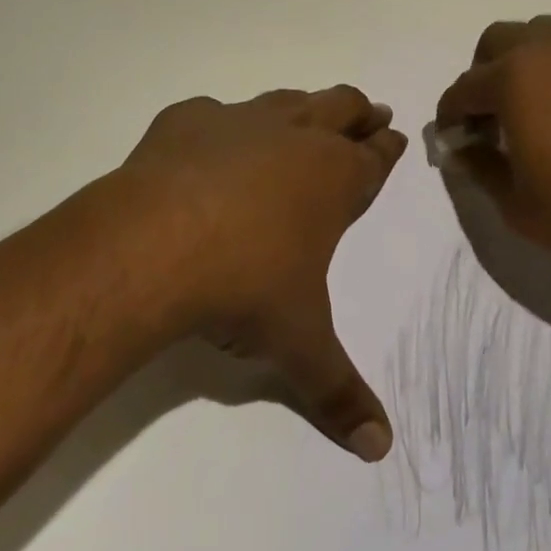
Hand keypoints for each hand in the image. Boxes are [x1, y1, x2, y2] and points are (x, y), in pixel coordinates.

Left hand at [101, 87, 406, 461]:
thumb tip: (380, 449)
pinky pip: (213, 113)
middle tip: (370, 113)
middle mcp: (294, 136)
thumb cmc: (244, 287)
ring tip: (306, 116)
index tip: (396, 136)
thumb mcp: (298, 345)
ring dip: (301, 108)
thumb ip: (338, 392)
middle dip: (359, 112)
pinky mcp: (188, 120)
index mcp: (333, 178)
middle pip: (341, 107)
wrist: (154, 244)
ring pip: (286, 101)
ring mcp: (240, 121)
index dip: (389, 148)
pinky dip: (220, 127)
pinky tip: (209, 145)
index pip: (375, 157)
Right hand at [434, 17, 550, 289]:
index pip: (464, 88)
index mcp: (515, 78)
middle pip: (498, 40)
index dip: (451, 116)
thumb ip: (480, 167)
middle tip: (494, 116)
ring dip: (528, 62)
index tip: (455, 140)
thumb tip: (465, 147)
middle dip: (484, 73)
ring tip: (541, 107)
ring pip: (545, 34)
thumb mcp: (518, 206)